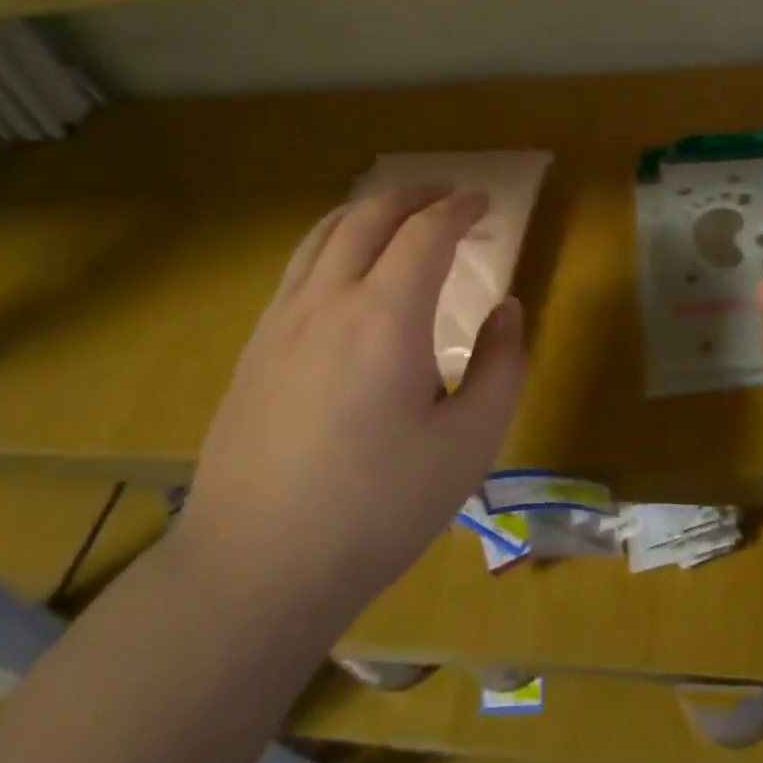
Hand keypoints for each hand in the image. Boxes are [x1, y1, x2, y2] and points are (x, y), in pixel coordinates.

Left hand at [181, 186, 526, 610]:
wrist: (255, 567)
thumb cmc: (375, 509)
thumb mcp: (468, 445)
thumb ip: (501, 366)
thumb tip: (507, 309)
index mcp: (385, 316)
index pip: (426, 232)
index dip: (459, 208)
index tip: (485, 202)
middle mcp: (328, 299)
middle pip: (370, 215)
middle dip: (414, 195)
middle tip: (447, 196)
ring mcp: (282, 319)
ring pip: (325, 232)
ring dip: (369, 209)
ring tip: (399, 215)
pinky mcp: (254, 346)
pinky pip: (299, 265)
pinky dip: (334, 241)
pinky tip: (347, 271)